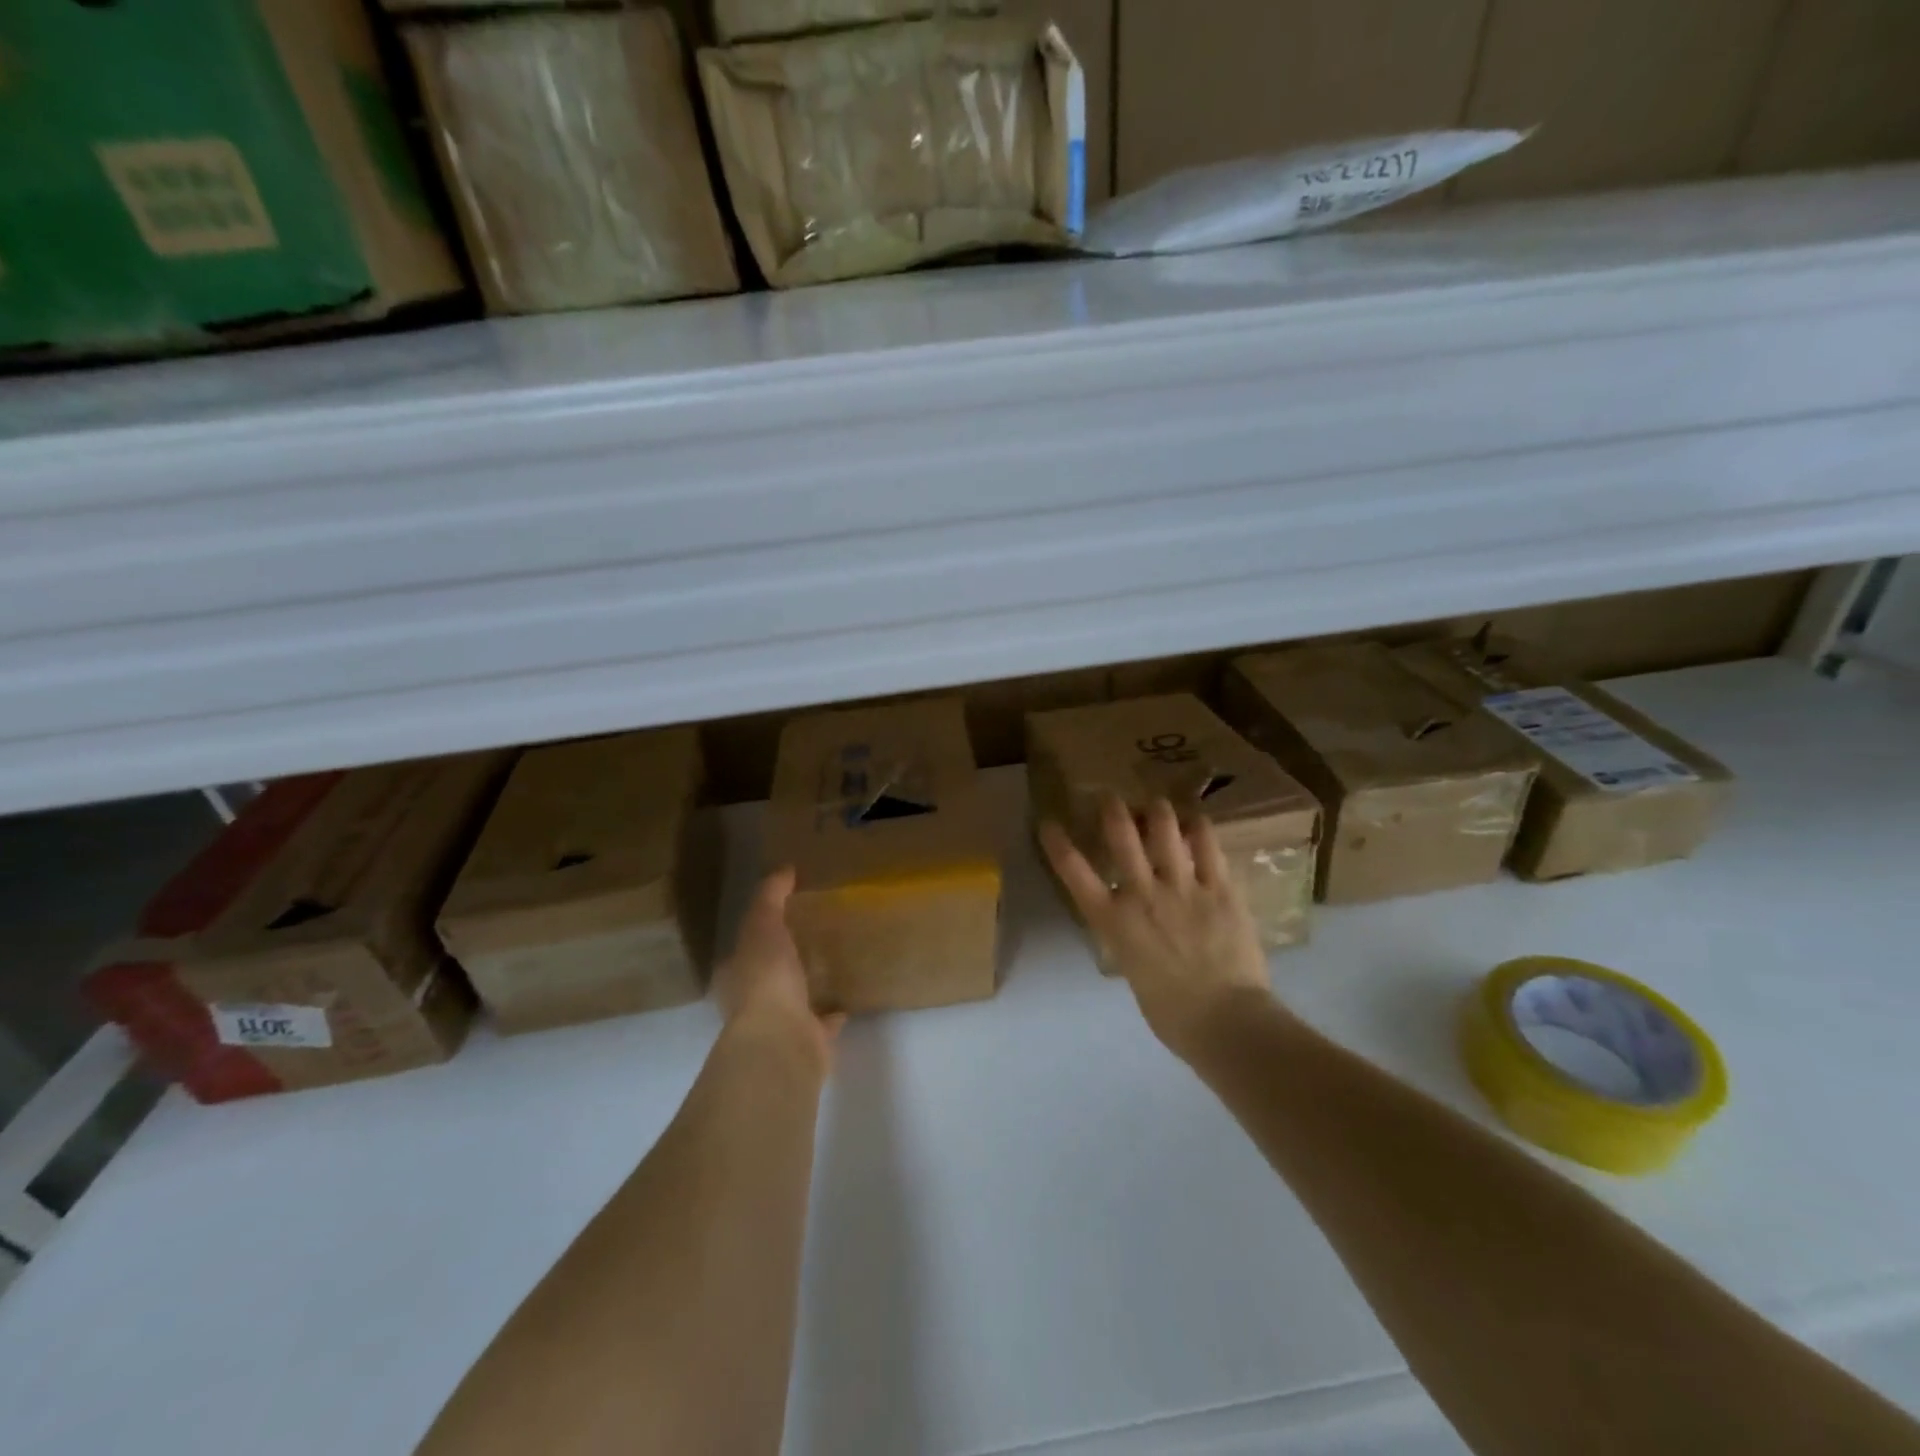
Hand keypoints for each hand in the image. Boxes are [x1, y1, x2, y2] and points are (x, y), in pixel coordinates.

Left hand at [714, 869, 843, 1071]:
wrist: (783, 1041)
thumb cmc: (766, 980)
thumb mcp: (763, 926)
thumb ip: (770, 897)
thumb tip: (785, 869)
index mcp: (737, 975)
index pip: (745, 949)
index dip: (760, 931)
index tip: (783, 915)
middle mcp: (753, 1003)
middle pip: (770, 975)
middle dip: (786, 958)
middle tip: (811, 936)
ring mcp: (781, 1025)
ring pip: (796, 999)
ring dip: (809, 985)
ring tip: (832, 963)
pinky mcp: (809, 1042)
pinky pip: (823, 1023)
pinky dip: (833, 1013)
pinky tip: (847, 999)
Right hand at [1040, 796, 1275, 1059]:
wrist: (1226, 1022)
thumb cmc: (1172, 1014)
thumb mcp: (1134, 971)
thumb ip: (1131, 938)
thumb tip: (1136, 924)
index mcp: (1114, 922)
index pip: (1076, 874)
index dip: (1058, 845)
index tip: (1048, 823)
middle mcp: (1143, 894)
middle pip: (1122, 836)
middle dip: (1113, 809)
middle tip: (1112, 797)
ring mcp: (1183, 887)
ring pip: (1165, 829)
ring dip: (1158, 810)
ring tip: (1159, 805)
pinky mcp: (1220, 888)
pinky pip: (1208, 845)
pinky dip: (1199, 827)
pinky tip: (1196, 821)